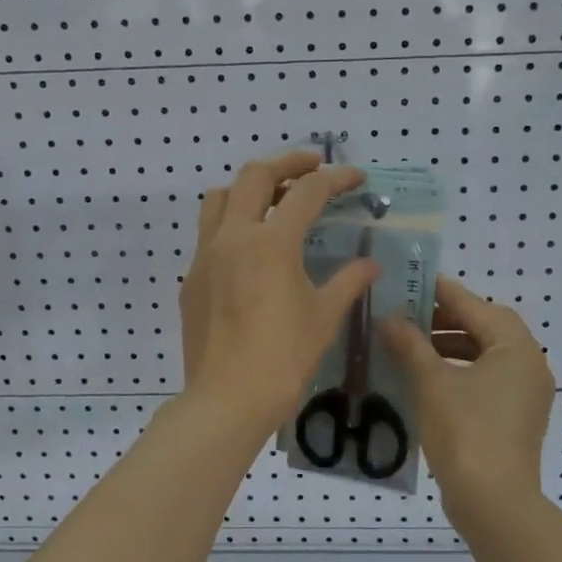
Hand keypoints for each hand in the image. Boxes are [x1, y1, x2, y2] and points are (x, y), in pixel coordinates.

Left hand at [179, 151, 379, 434]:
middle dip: (287, 162)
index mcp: (271, 243)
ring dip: (249, 188)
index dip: (336, 179)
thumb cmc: (283, 358)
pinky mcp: (192, 279)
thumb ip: (347, 282)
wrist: (227, 399)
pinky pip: (208, 234)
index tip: (356, 177)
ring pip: (220, 198)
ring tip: (274, 199)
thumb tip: (370, 264)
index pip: (306, 192)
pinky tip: (250, 251)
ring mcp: (205, 256)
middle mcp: (233, 237)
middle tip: (312, 165)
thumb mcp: (323, 317)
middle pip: (254, 176)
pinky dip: (232, 224)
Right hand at [380, 275, 554, 512]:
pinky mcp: (514, 417)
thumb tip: (388, 319)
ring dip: (448, 347)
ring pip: (483, 355)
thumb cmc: (466, 433)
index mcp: (516, 348)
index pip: (475, 306)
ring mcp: (525, 394)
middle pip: (483, 328)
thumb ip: (410, 344)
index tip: (410, 281)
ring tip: (408, 346)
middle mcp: (528, 365)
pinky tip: (424, 378)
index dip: (440, 292)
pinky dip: (457, 372)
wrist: (494, 504)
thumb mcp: (432, 383)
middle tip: (404, 315)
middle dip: (443, 320)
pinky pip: (485, 380)